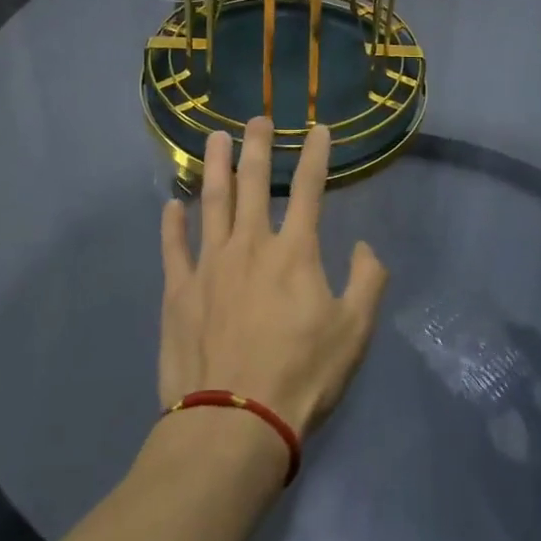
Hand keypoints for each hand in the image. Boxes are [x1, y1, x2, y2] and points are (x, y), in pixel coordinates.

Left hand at [158, 117, 388, 438]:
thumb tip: (366, 248)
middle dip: (258, 146)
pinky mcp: (178, 291)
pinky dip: (172, 223)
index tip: (319, 129)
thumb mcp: (354, 332)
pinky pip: (174, 247)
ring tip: (214, 138)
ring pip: (211, 202)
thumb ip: (368, 282)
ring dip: (214, 167)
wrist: (234, 422)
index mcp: (294, 252)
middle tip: (257, 118)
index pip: (310, 190)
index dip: (316, 155)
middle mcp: (249, 245)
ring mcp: (209, 265)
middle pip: (253, 182)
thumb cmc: (301, 375)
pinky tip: (172, 204)